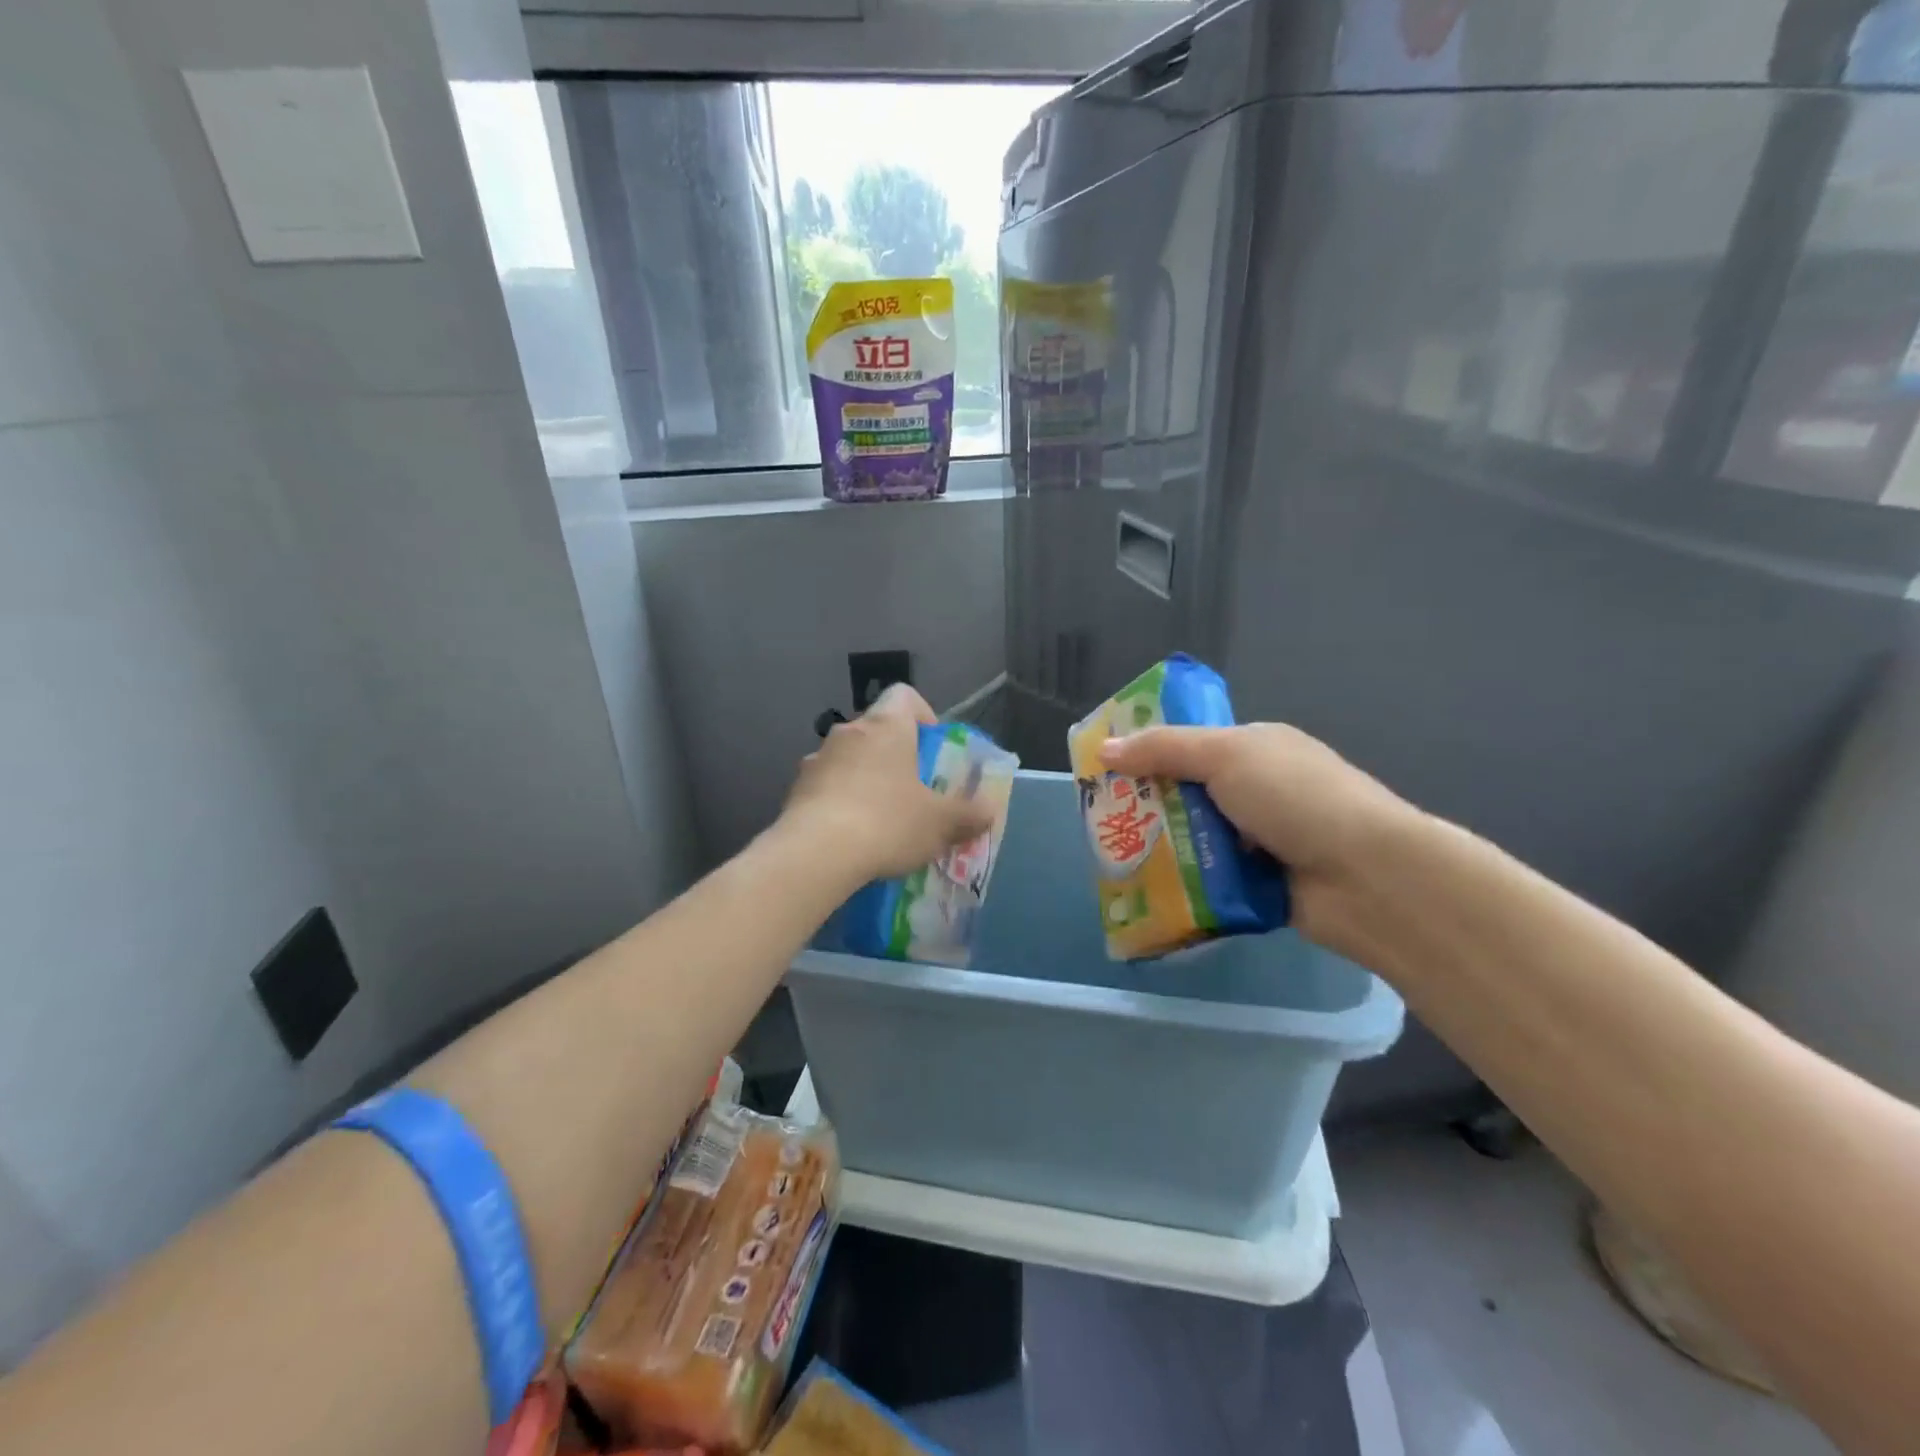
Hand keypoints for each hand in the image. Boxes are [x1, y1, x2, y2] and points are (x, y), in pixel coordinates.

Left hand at [781, 684, 994, 881]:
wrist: (815, 855)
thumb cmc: (887, 823)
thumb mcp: (941, 823)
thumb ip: (969, 814)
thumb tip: (989, 809)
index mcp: (886, 726)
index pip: (904, 695)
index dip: (923, 715)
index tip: (932, 749)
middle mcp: (848, 732)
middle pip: (876, 731)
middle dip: (896, 756)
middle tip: (913, 791)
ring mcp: (816, 760)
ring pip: (849, 760)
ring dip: (865, 779)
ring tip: (880, 820)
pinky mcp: (795, 790)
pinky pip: (826, 787)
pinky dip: (840, 803)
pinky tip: (851, 837)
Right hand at [1100, 722, 1419, 946]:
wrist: (1367, 877)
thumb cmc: (1295, 798)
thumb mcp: (1226, 756)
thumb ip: (1163, 749)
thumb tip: (1103, 749)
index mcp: (1253, 748)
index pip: (1189, 742)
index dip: (1146, 750)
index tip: (1103, 766)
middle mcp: (1254, 790)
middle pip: (1184, 792)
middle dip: (1144, 803)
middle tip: (1097, 818)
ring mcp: (1257, 838)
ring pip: (1191, 838)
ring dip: (1160, 847)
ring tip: (1111, 857)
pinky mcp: (1257, 882)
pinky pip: (1207, 877)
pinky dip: (1182, 882)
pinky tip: (1145, 889)